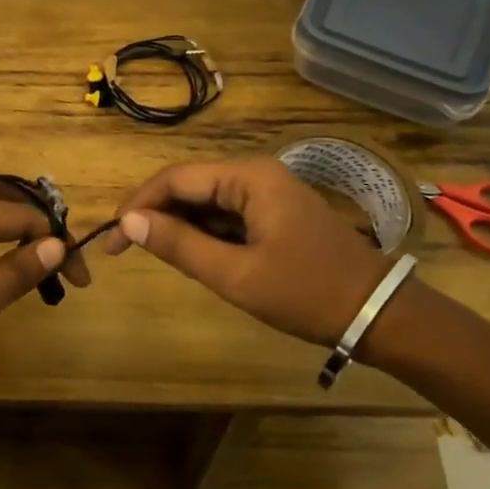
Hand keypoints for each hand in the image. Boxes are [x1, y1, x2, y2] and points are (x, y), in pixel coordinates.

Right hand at [101, 156, 390, 347]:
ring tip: (153, 256)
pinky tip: (191, 256)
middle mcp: (256, 174)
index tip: (111, 237)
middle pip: (190, 186)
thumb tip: (128, 222)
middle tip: (124, 250)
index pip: (176, 179)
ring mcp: (268, 193)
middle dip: (155, 215)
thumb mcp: (236, 274)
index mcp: (248, 178)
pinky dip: (204, 234)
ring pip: (207, 202)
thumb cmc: (306, 292)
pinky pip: (227, 215)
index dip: (138, 204)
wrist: (379, 314)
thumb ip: (179, 245)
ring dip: (178, 226)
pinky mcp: (274, 213)